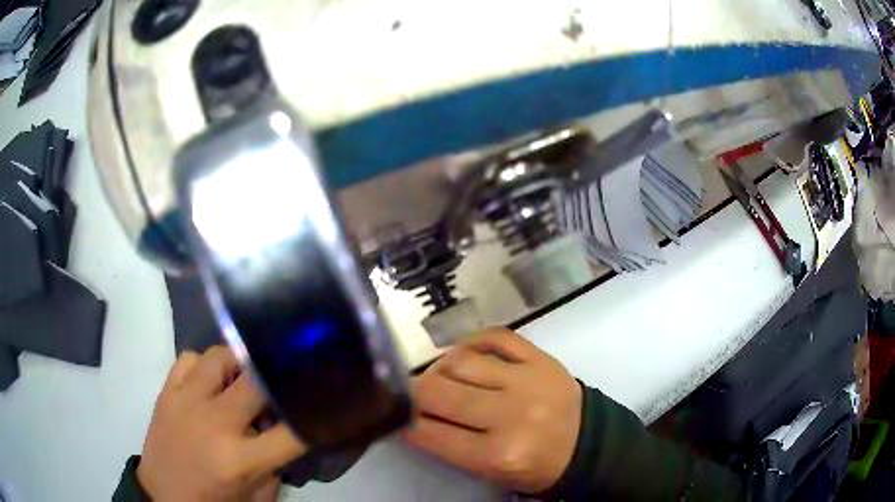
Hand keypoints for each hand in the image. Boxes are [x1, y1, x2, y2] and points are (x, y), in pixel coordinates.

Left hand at [137, 346, 305, 500]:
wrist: (164, 496)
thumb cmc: (215, 501)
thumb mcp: (258, 495)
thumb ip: (277, 463)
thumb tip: (288, 428)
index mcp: (240, 460)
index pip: (292, 431)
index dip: (312, 416)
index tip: (319, 405)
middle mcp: (214, 423)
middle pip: (257, 381)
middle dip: (276, 380)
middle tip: (280, 386)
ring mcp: (185, 401)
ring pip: (220, 356)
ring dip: (239, 367)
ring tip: (241, 382)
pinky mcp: (166, 392)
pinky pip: (189, 358)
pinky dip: (205, 366)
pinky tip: (209, 383)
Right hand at [404, 328, 581, 493]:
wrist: (587, 444)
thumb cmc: (534, 466)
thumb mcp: (489, 472)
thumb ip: (449, 446)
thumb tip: (411, 416)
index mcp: (498, 454)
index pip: (431, 433)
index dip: (405, 421)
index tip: (396, 415)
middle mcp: (511, 415)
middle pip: (439, 391)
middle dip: (414, 392)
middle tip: (411, 393)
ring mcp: (529, 380)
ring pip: (461, 360)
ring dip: (440, 368)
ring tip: (440, 376)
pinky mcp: (541, 358)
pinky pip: (495, 336)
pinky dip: (471, 342)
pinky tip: (466, 356)